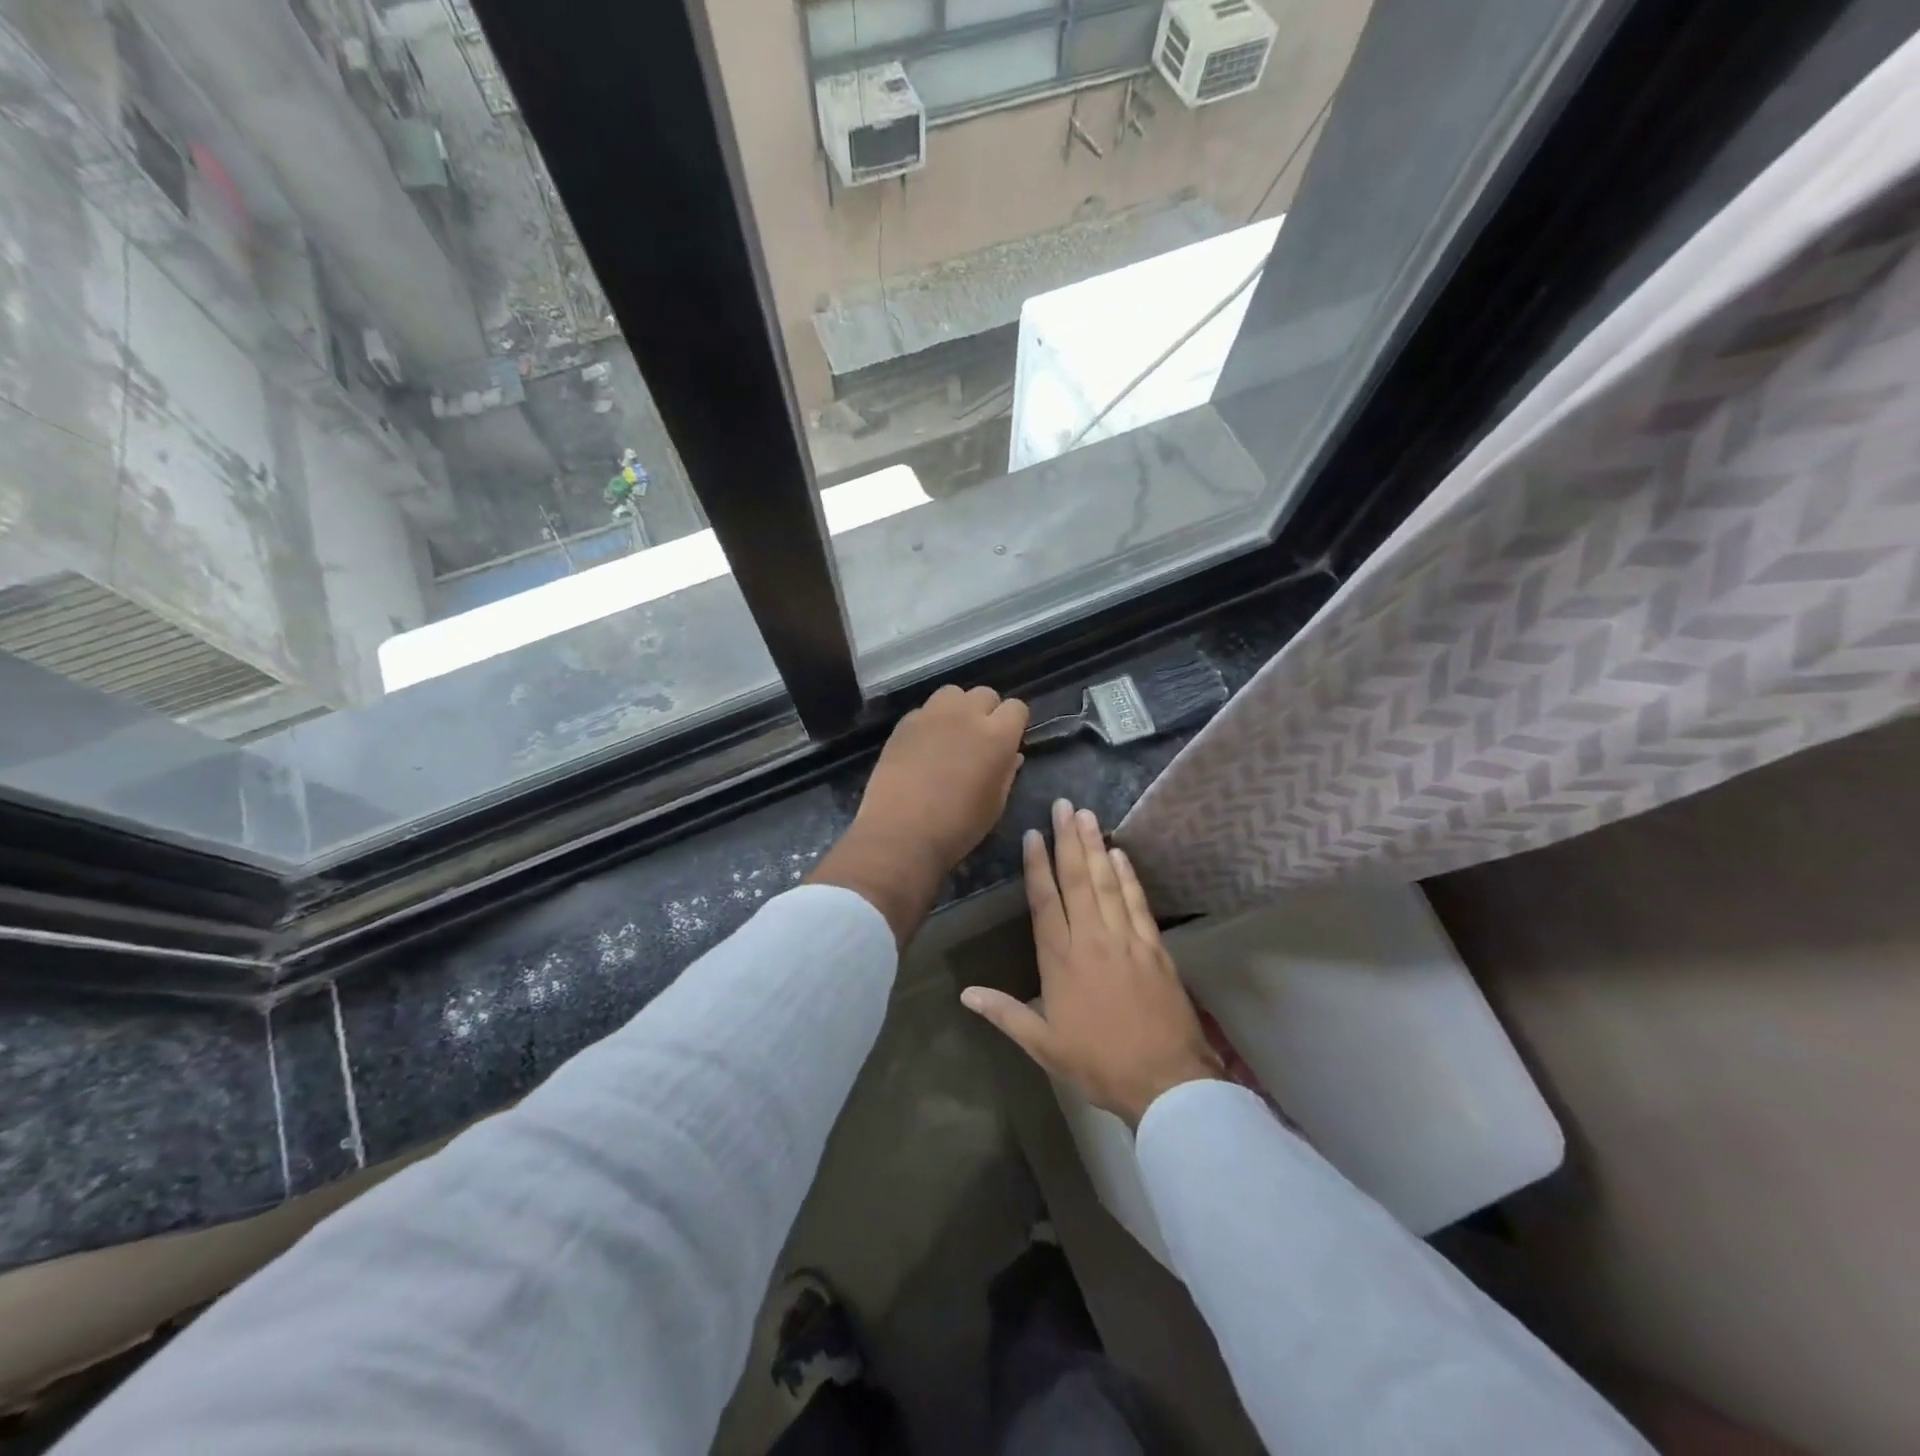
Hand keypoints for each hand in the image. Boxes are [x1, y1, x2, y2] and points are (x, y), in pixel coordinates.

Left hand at [809, 685, 1027, 944]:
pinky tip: (924, 746)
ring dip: (958, 708)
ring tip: (952, 734)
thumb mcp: (994, 805)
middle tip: (980, 738)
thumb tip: (1012, 755)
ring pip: (953, 693)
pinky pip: (925, 710)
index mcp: (997, 736)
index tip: (1009, 740)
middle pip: (985, 694)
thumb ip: (1006, 773)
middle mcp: (966, 715)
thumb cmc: (957, 827)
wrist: (901, 833)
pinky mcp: (904, 723)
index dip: (1015, 722)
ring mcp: (932, 715)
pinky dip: (930, 721)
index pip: (1017, 708)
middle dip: (987, 711)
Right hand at [961, 799, 1222, 1127]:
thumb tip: (965, 993)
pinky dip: (1128, 876)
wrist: (1165, 1081)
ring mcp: (1126, 939)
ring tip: (1088, 815)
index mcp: (1061, 961)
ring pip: (1107, 883)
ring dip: (1096, 847)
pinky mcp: (1154, 946)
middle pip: (1078, 880)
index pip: (1045, 902)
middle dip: (1068, 840)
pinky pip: (1137, 902)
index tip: (1034, 834)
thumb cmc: (1099, 1063)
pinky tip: (1120, 854)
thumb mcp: (1044, 1045)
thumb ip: (1005, 1014)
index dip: (1038, 866)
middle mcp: (1092, 940)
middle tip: (1065, 805)